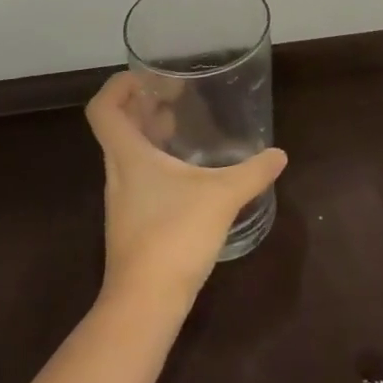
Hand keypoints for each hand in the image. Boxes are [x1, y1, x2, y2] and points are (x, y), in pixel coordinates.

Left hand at [85, 72, 287, 307]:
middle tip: (175, 96)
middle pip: (117, 126)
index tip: (150, 77)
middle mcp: (118, 172)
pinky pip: (138, 176)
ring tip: (181, 126)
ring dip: (149, 133)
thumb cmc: (174, 236)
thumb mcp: (221, 197)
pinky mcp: (132, 222)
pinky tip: (186, 172)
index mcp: (128, 155)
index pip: (103, 108)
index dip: (119, 85)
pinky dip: (156, 162)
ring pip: (128, 152)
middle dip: (142, 104)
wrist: (144, 305)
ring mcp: (122, 200)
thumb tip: (279, 155)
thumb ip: (252, 173)